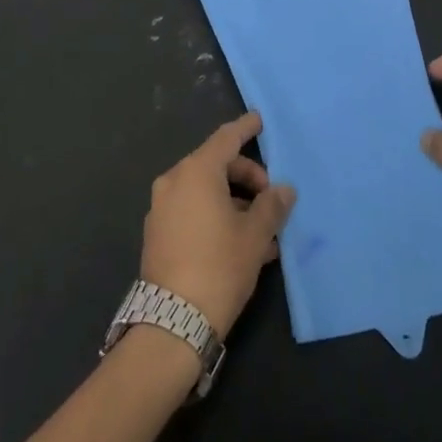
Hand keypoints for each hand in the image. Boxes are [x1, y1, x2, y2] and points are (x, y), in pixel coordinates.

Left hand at [140, 112, 296, 336]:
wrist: (172, 322)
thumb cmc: (219, 267)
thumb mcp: (255, 235)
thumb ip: (272, 206)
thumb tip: (284, 190)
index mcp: (196, 172)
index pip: (225, 139)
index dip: (245, 128)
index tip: (259, 119)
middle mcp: (174, 181)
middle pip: (216, 165)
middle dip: (247, 178)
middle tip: (271, 201)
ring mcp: (161, 208)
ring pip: (205, 192)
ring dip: (234, 203)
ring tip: (263, 232)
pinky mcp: (157, 233)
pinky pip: (192, 211)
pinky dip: (216, 216)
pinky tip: (240, 245)